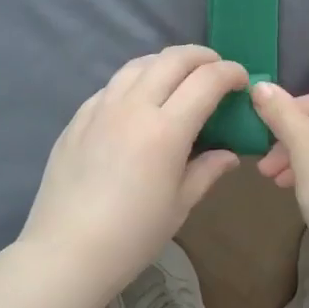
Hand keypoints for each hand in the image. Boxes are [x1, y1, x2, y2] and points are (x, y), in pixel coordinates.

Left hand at [20, 45, 246, 294]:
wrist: (67, 251)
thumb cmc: (133, 235)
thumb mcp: (180, 205)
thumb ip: (206, 171)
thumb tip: (229, 154)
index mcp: (166, 130)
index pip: (206, 81)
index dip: (230, 73)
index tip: (241, 80)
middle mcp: (133, 107)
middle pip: (172, 59)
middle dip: (201, 56)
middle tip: (216, 69)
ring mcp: (100, 108)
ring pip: (138, 64)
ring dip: (166, 62)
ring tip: (178, 77)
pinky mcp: (77, 118)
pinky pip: (111, 86)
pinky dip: (135, 81)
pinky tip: (138, 101)